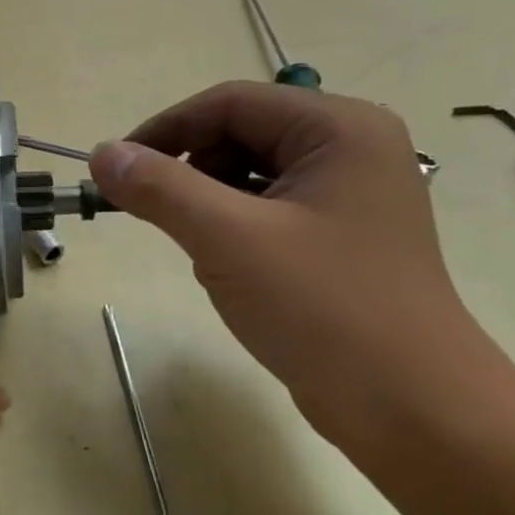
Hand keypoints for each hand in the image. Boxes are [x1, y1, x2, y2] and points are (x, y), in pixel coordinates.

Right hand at [88, 82, 481, 440]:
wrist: (412, 411)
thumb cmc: (324, 308)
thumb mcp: (228, 239)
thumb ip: (159, 188)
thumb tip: (101, 154)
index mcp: (340, 129)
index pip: (230, 103)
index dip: (164, 129)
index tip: (114, 170)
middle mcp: (350, 149)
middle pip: (240, 133)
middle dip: (187, 168)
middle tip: (149, 211)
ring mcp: (348, 195)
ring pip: (247, 173)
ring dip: (206, 201)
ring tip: (199, 247)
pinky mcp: (338, 237)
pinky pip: (264, 209)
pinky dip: (230, 227)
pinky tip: (227, 268)